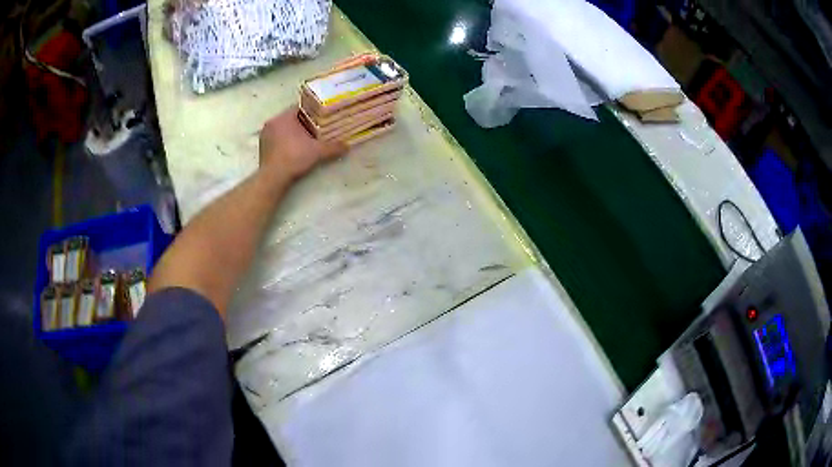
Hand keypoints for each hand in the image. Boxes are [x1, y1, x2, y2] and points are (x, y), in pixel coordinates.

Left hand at [259, 107, 347, 180]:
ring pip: (282, 128)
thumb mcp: (318, 152)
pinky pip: (276, 138)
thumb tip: (347, 146)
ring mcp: (265, 134)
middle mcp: (272, 122)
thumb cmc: (294, 158)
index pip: (300, 108)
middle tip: (316, 128)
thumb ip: (333, 147)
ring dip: (293, 132)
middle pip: (291, 118)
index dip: (312, 111)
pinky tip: (293, 148)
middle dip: (303, 122)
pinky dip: (284, 141)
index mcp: (284, 117)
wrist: (273, 178)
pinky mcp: (262, 146)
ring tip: (305, 138)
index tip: (321, 117)